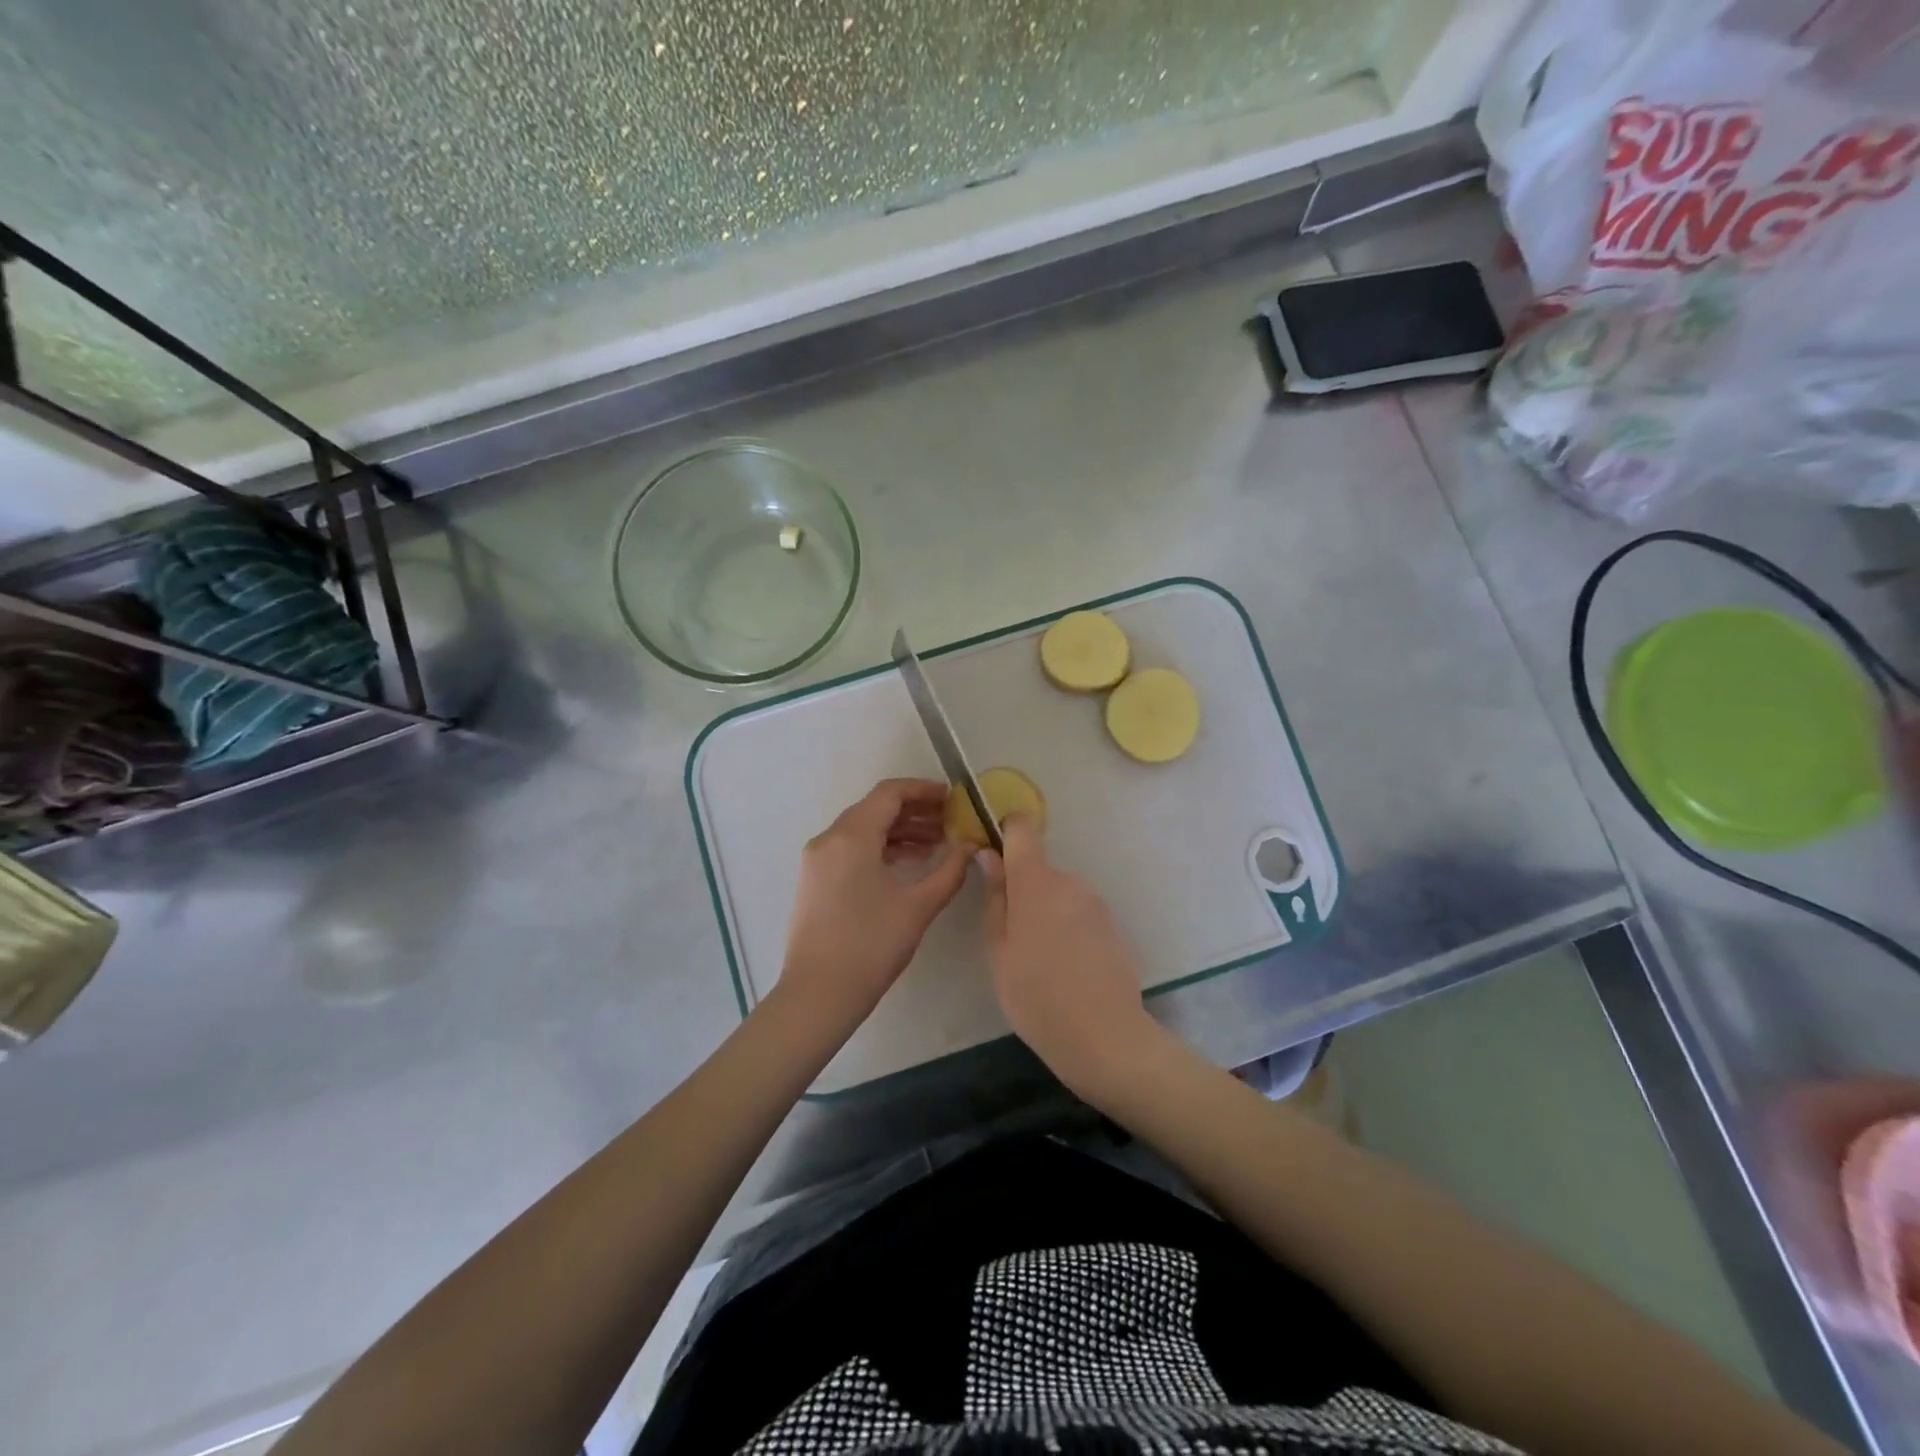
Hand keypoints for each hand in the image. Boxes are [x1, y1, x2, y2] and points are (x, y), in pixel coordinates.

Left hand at [778, 778, 969, 1029]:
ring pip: (863, 830)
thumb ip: (950, 870)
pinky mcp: (815, 881)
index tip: (954, 797)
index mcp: (851, 836)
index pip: (889, 794)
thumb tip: (970, 847)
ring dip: (899, 831)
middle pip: (875, 809)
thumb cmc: (871, 946)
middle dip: (915, 811)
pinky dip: (881, 849)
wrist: (818, 995)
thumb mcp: (918, 906)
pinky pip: (851, 849)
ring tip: (938, 845)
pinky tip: (909, 864)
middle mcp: (829, 839)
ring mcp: (818, 860)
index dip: (924, 790)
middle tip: (952, 822)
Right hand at [978, 815, 1160, 1097]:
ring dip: (1046, 914)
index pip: (1023, 829)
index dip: (1006, 831)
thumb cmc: (1036, 996)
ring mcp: (1096, 903)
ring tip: (1041, 962)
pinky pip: (1079, 914)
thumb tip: (989, 857)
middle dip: (1023, 892)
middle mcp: (1070, 882)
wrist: (1105, 1037)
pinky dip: (1068, 930)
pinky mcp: (1113, 925)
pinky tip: (1067, 970)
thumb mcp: (998, 951)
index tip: (993, 854)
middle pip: (1039, 870)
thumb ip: (995, 898)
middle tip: (1012, 939)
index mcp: (1036, 882)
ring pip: (1059, 894)